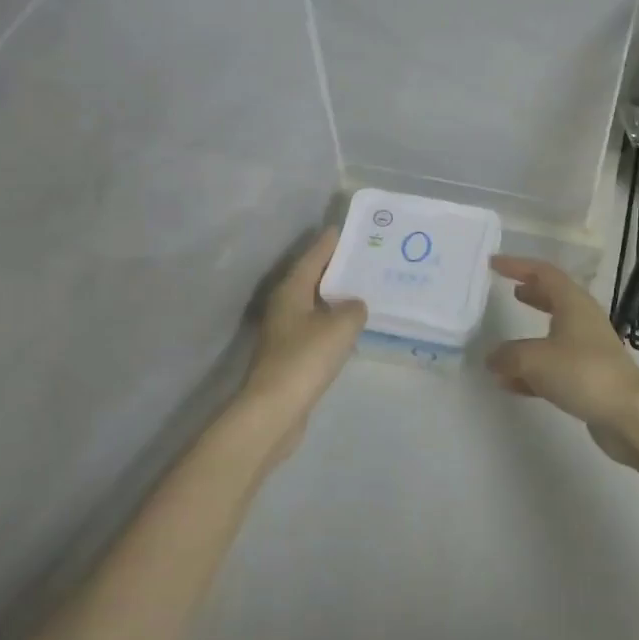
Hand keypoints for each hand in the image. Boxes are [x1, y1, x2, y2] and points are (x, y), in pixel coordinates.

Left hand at [243, 228, 367, 427]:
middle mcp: (284, 306)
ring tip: (363, 291)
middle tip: (362, 259)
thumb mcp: (340, 327)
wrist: (275, 409)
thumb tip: (355, 306)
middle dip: (335, 269)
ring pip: (314, 305)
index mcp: (291, 291)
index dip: (329, 244)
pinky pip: (316, 329)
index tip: (343, 230)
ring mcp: (285, 333)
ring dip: (335, 298)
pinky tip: (350, 328)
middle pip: (312, 279)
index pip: (312, 257)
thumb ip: (354, 309)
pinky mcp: (290, 356)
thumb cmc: (305, 358)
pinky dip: (332, 324)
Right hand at [487, 256, 638, 461]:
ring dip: (528, 337)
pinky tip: (511, 383)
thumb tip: (493, 358)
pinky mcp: (589, 377)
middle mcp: (583, 320)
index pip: (543, 273)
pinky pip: (554, 366)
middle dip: (531, 295)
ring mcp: (589, 350)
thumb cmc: (582, 372)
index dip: (518, 266)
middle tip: (510, 292)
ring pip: (553, 334)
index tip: (494, 264)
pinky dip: (533, 370)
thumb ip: (508, 356)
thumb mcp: (534, 359)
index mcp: (573, 303)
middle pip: (554, 299)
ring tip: (503, 344)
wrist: (628, 413)